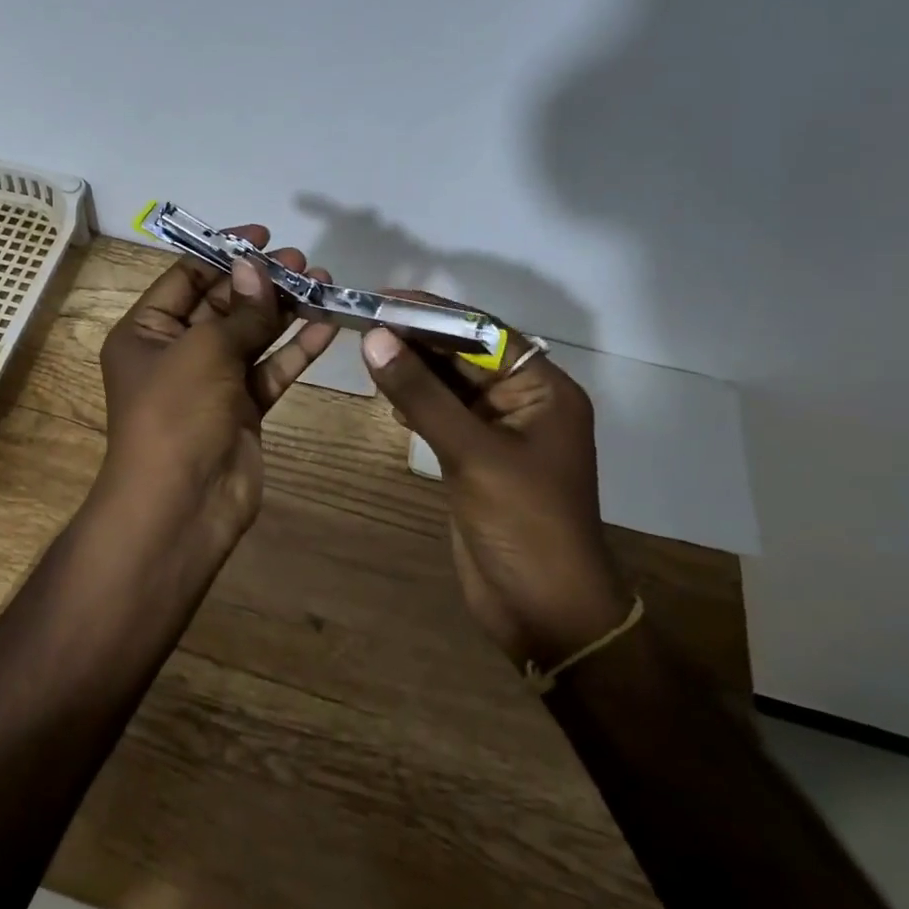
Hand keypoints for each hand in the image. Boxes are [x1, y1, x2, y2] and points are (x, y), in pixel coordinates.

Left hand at [98, 226, 338, 545]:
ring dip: (284, 310)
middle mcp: (176, 353)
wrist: (182, 506)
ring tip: (323, 281)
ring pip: (251, 335)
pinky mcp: (242, 409)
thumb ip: (239, 310)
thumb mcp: (204, 351)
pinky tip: (326, 325)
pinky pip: (269, 370)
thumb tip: (256, 267)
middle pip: (222, 304)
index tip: (263, 236)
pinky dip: (295, 349)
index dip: (223, 253)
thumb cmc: (176, 415)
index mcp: (146, 332)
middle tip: (303, 260)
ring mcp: (211, 383)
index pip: (185, 278)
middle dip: (261, 281)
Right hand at [359, 308, 632, 668]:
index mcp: (542, 389)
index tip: (384, 296)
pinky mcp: (475, 459)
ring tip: (365, 348)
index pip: (483, 332)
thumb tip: (376, 338)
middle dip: (417, 338)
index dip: (434, 312)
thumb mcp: (472, 453)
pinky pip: (440, 416)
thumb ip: (422, 395)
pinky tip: (386, 394)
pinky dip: (413, 402)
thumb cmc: (524, 525)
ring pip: (448, 385)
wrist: (545, 612)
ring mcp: (497, 432)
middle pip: (464, 355)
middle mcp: (522, 402)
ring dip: (411, 368)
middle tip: (362, 320)